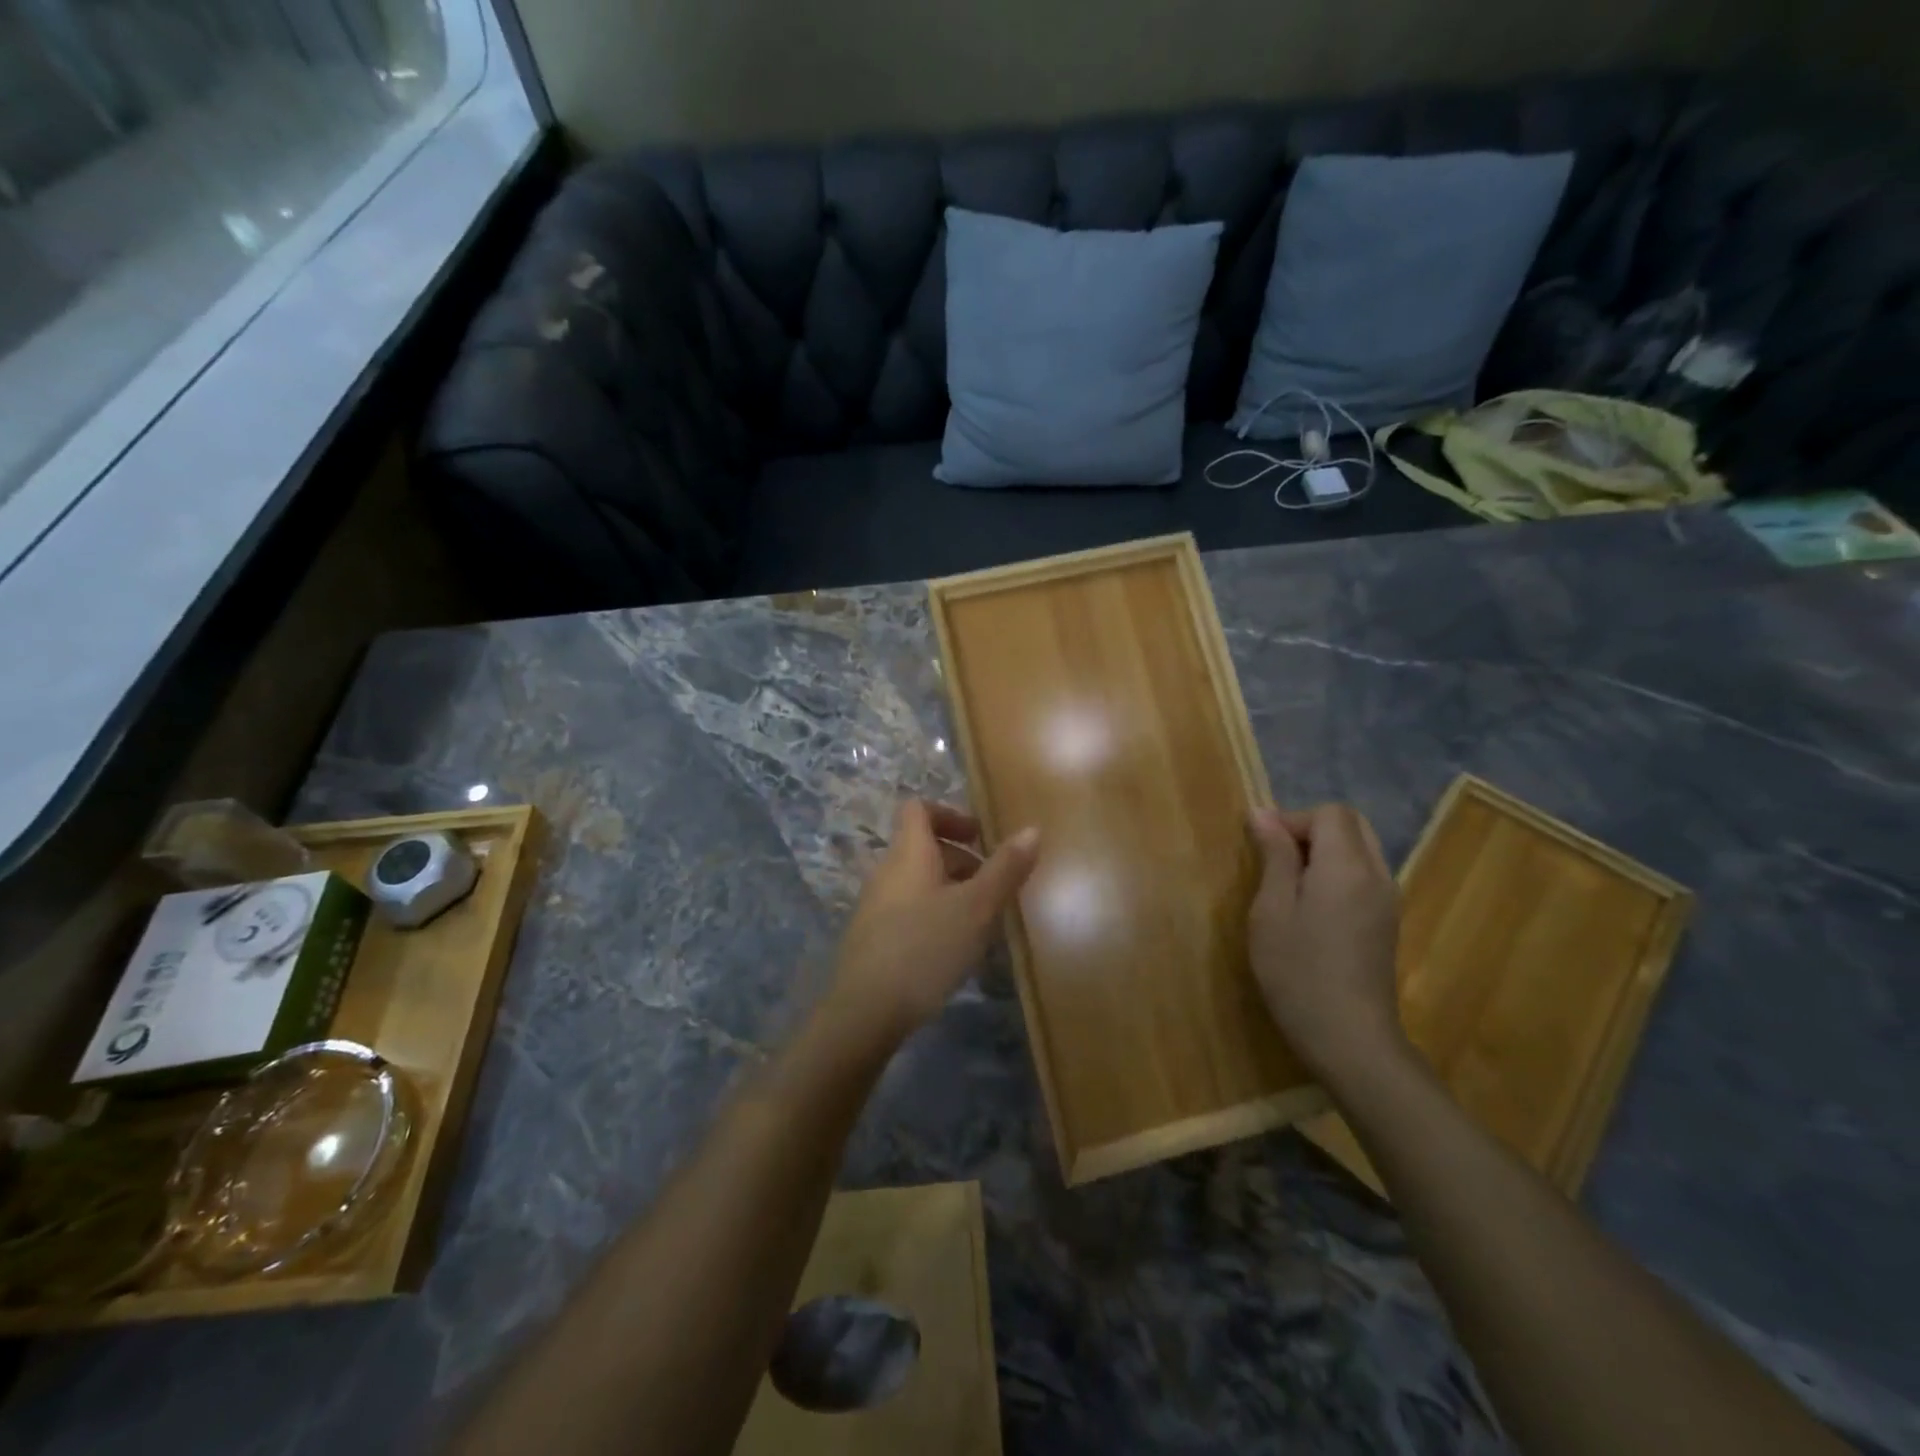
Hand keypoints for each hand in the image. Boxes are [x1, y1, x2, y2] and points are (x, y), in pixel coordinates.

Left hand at [825, 801, 1039, 1046]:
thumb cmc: (926, 948)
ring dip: (951, 889)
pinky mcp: (873, 937)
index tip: (980, 837)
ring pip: (918, 881)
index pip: (918, 809)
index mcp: (908, 853)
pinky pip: (909, 910)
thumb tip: (1032, 829)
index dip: (950, 814)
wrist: (866, 1011)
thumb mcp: (977, 908)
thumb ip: (1005, 868)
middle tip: (994, 886)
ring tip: (982, 920)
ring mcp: (875, 906)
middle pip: (922, 847)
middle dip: (961, 859)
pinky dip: (935, 914)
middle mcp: (886, 871)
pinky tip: (954, 949)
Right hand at [1247, 803, 1404, 1081]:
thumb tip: (1263, 814)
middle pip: (1351, 825)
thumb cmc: (1298, 971)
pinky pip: (1365, 875)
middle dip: (1310, 830)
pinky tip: (1312, 908)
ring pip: (1361, 849)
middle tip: (1275, 860)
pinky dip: (1337, 872)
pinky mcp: (1387, 922)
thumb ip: (1274, 857)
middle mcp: (1377, 875)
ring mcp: (1388, 900)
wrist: (1350, 1039)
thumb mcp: (1271, 910)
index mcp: (1347, 867)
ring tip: (1289, 885)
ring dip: (1324, 851)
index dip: (1293, 819)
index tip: (1263, 847)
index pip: (1330, 813)